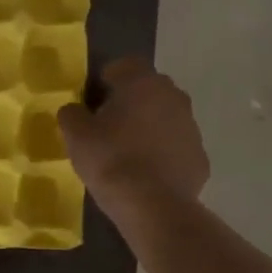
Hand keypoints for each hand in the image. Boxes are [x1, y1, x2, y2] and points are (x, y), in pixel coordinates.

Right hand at [58, 57, 208, 221]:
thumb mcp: (75, 135)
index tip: (92, 103)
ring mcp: (191, 127)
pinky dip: (163, 154)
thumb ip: (71, 114)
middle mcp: (173, 96)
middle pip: (147, 90)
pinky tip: (146, 175)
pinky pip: (175, 147)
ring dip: (148, 128)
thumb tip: (75, 110)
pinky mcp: (200, 156)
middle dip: (129, 102)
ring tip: (127, 154)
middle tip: (108, 127)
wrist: (153, 206)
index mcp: (142, 83)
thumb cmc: (110, 160)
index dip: (105, 81)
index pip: (124, 65)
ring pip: (165, 118)